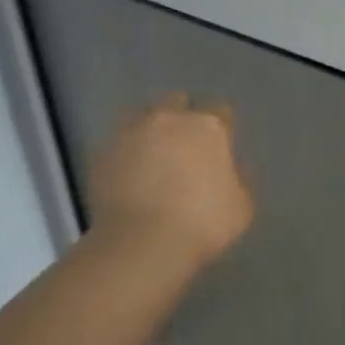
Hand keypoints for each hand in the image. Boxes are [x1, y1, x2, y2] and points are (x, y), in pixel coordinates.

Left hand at [89, 94, 254, 267]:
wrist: (142, 242)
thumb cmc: (203, 224)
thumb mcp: (241, 208)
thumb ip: (239, 180)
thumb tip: (231, 168)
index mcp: (208, 127)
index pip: (220, 111)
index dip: (221, 128)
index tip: (220, 146)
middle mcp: (168, 119)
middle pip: (177, 102)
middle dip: (183, 117)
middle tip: (185, 145)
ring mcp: (131, 132)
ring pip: (142, 115)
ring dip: (150, 128)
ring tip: (152, 154)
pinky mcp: (102, 153)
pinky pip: (118, 144)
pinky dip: (125, 153)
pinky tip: (128, 174)